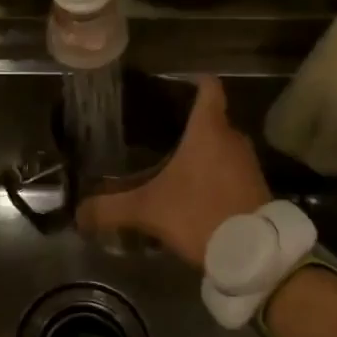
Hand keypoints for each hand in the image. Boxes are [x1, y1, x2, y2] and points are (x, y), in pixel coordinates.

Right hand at [77, 76, 269, 266]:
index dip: (192, 82)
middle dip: (188, 127)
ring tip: (173, 167)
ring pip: (222, 148)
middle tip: (157, 137)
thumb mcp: (147, 211)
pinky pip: (231, 172)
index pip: (208, 88)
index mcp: (208, 130)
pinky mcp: (257, 188)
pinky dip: (215, 177)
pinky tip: (194, 195)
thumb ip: (110, 209)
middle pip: (212, 120)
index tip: (173, 86)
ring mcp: (249, 164)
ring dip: (202, 155)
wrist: (253, 254)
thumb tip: (79, 214)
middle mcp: (233, 140)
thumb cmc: (199, 214)